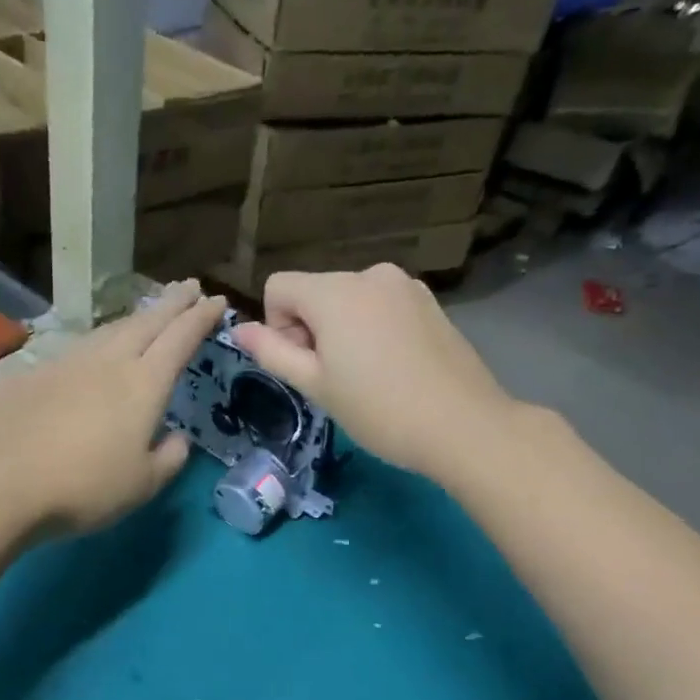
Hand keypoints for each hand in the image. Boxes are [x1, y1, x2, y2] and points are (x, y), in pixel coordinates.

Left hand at [0, 281, 224, 535]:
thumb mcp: (144, 485)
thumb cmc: (86, 489)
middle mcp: (107, 362)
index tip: (217, 300)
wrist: (3, 485)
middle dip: (172, 302)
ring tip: (147, 315)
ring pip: (108, 330)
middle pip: (146, 322)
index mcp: (143, 385)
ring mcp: (66, 364)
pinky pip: (75, 350)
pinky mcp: (32, 375)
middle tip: (189, 286)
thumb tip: (177, 437)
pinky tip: (91, 355)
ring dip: (134, 318)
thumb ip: (170, 457)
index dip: (201, 317)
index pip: (180, 339)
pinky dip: (96, 344)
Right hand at [231, 264, 516, 483]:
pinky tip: (393, 367)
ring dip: (342, 330)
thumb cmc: (378, 409)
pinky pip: (381, 306)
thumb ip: (272, 352)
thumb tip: (238, 328)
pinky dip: (372, 329)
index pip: (278, 286)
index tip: (303, 364)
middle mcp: (369, 274)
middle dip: (311, 328)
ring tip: (366, 375)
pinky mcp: (429, 302)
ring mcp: (405, 285)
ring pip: (349, 300)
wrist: (462, 424)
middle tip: (334, 378)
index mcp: (335, 291)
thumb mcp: (315, 385)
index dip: (278, 326)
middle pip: (314, 292)